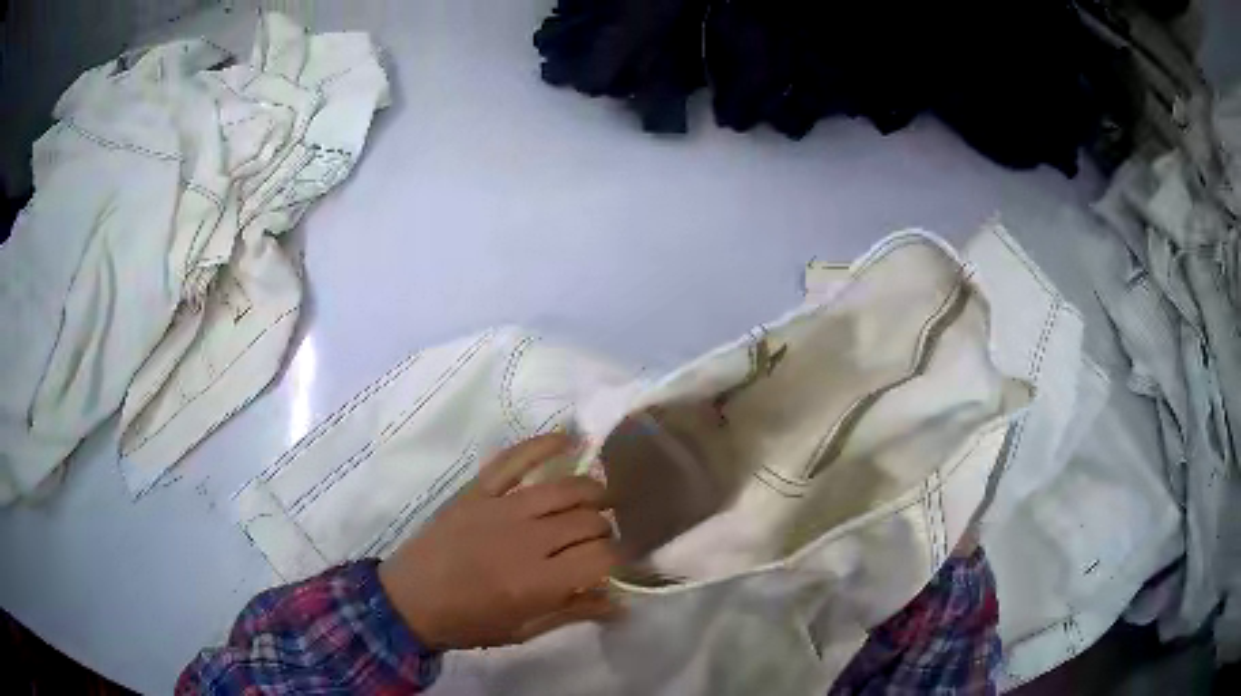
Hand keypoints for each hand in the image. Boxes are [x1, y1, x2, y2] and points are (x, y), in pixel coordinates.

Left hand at [379, 433, 622, 649]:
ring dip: (591, 491)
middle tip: (603, 539)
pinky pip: (515, 459)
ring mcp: (500, 508)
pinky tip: (569, 438)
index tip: (623, 559)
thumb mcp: (524, 630)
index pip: (603, 556)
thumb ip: (574, 612)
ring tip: (600, 499)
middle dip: (607, 529)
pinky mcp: (477, 491)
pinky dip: (543, 445)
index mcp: (538, 582)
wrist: (408, 599)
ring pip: (564, 488)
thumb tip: (622, 604)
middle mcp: (526, 539)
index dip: (622, 556)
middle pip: (589, 520)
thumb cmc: (468, 622)